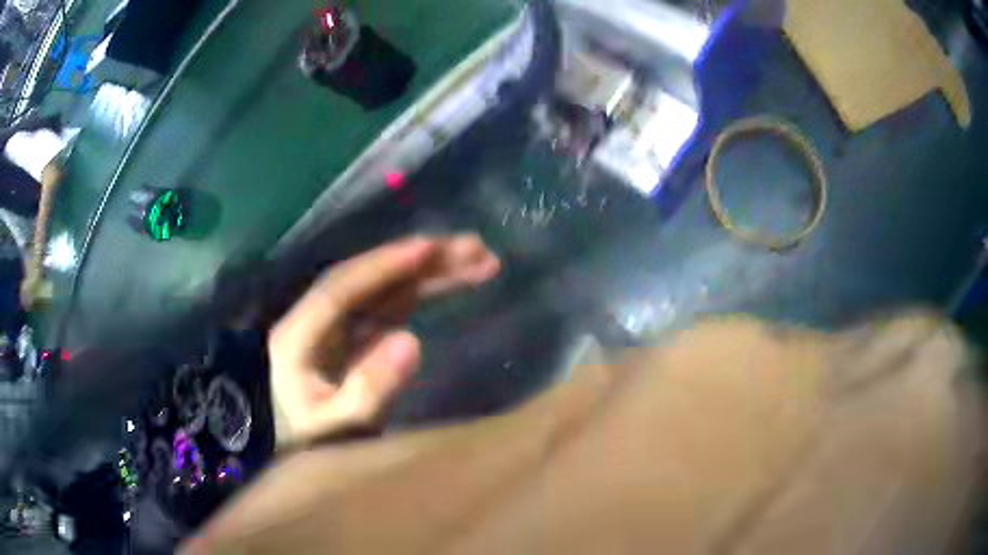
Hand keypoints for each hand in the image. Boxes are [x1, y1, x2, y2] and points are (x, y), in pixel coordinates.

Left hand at [268, 235, 501, 448]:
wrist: (294, 451)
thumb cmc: (311, 442)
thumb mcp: (338, 429)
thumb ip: (369, 391)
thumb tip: (412, 341)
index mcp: (301, 335)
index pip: (342, 288)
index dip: (383, 265)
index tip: (429, 248)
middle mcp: (320, 319)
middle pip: (371, 278)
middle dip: (422, 260)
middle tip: (476, 248)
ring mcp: (341, 324)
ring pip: (388, 287)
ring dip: (432, 271)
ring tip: (481, 260)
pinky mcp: (358, 335)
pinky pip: (394, 304)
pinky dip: (425, 291)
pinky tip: (452, 283)